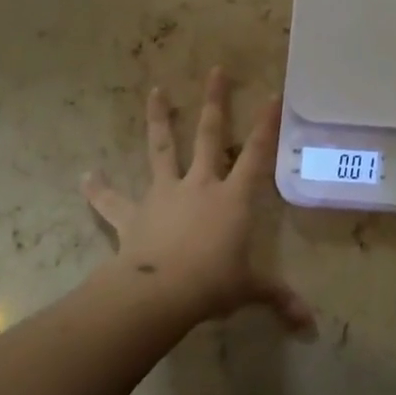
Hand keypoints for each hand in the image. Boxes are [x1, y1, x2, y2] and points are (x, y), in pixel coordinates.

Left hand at [82, 67, 313, 334]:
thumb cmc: (212, 284)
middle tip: (216, 70)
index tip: (272, 94)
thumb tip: (309, 324)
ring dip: (159, 119)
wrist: (159, 293)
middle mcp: (200, 184)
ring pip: (162, 148)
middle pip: (209, 135)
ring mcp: (165, 194)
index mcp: (232, 197)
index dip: (266, 125)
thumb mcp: (249, 289)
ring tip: (155, 91)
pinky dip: (99, 189)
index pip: (256, 154)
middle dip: (215, 102)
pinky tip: (85, 177)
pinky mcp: (133, 214)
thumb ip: (277, 298)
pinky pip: (113, 200)